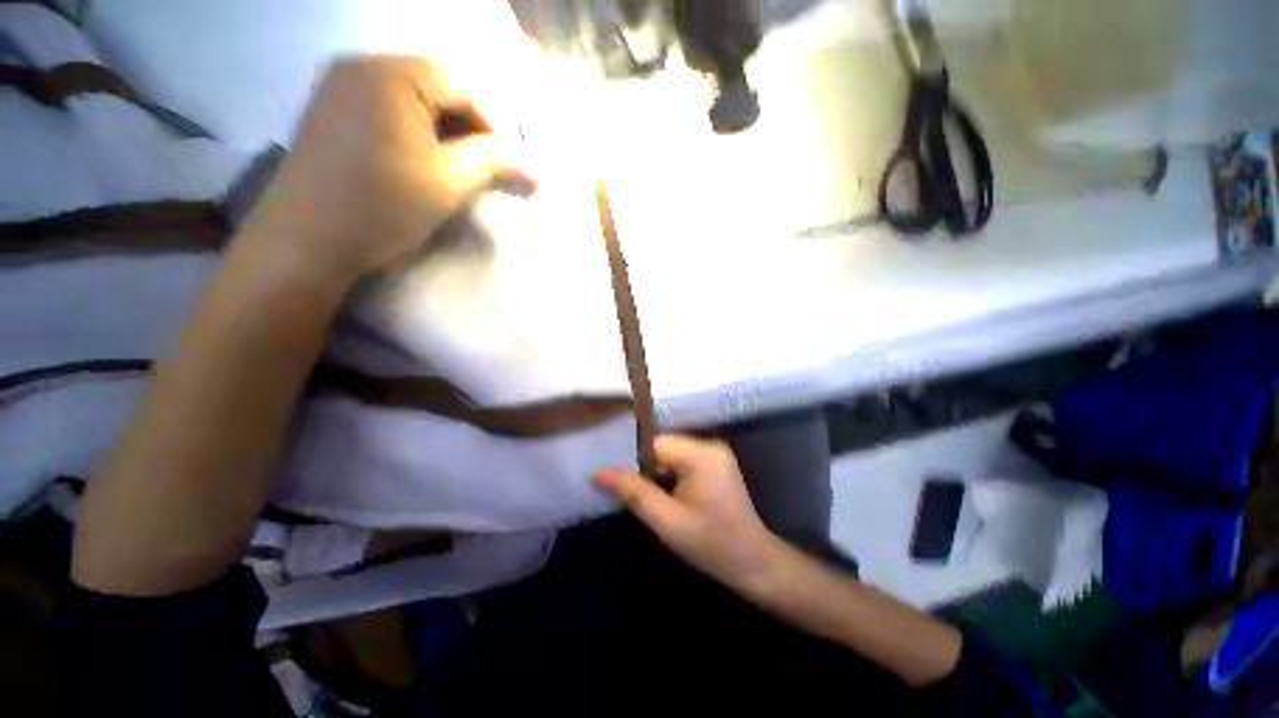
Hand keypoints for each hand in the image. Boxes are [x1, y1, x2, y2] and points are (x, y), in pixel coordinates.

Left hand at [244, 57, 522, 286]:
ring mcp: (342, 85)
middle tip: (492, 169)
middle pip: (440, 87)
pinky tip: (427, 161)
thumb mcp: (449, 182)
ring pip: (417, 100)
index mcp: (391, 73)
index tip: (515, 165)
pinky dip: (419, 132)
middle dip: (473, 129)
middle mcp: (363, 64)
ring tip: (463, 169)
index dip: (497, 126)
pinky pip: (391, 109)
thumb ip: (495, 162)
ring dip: (449, 132)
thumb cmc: (382, 207)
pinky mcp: (333, 109)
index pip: (465, 86)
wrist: (307, 242)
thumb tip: (537, 167)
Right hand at [594, 435, 786, 596]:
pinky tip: (666, 498)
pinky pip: (683, 463)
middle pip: (663, 448)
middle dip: (645, 469)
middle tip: (629, 494)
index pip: (654, 444)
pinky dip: (670, 477)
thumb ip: (633, 492)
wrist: (754, 564)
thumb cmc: (711, 544)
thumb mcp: (666, 521)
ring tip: (646, 498)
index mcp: (700, 454)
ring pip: (671, 456)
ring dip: (657, 475)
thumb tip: (598, 473)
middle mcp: (709, 446)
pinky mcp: (716, 466)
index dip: (633, 460)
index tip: (618, 481)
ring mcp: (715, 455)